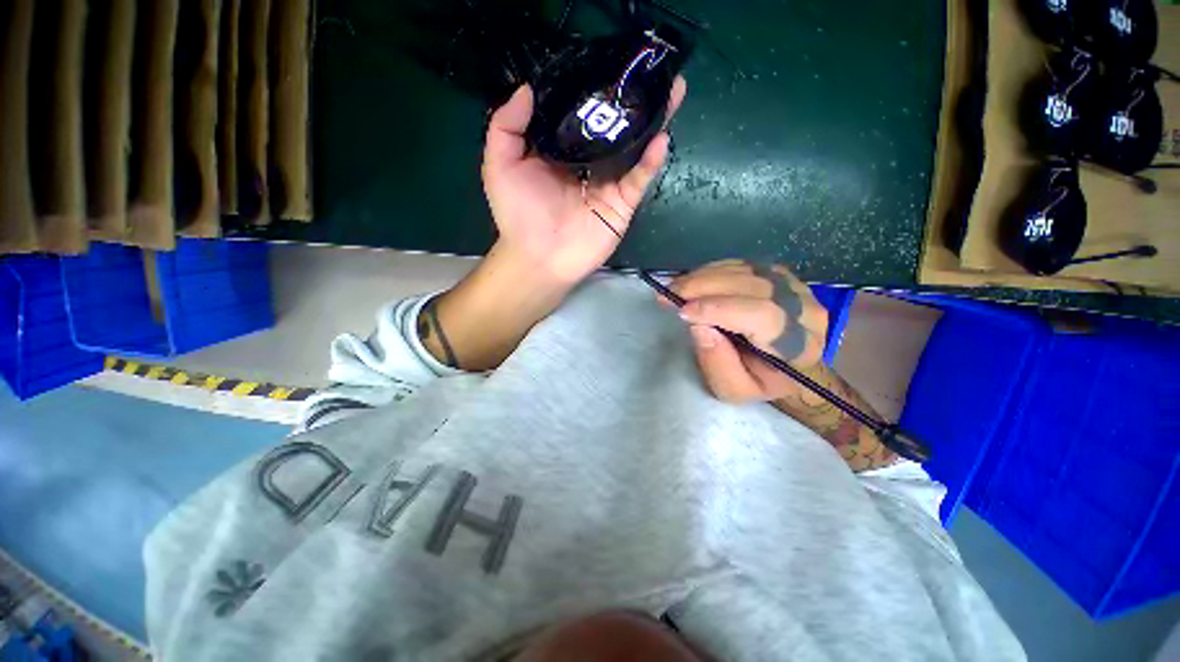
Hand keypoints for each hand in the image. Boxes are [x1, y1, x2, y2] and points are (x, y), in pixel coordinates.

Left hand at [482, 77, 686, 286]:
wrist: (538, 258)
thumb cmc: (518, 214)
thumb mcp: (500, 164)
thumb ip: (506, 125)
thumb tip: (527, 87)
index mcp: (561, 152)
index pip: (582, 115)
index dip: (595, 90)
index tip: (610, 63)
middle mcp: (588, 164)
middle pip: (614, 128)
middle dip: (632, 102)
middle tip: (651, 71)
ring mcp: (607, 185)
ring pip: (633, 149)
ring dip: (653, 122)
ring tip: (672, 90)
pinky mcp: (621, 205)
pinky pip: (638, 180)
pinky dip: (650, 162)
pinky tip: (660, 138)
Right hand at [668, 260, 829, 403]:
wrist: (787, 365)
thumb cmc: (760, 381)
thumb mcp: (735, 390)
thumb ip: (718, 364)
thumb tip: (698, 327)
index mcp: (798, 345)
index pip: (762, 315)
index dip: (720, 309)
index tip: (683, 312)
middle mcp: (804, 310)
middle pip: (752, 285)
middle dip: (705, 286)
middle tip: (669, 293)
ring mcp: (794, 286)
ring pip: (745, 270)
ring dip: (704, 275)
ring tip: (675, 286)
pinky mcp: (780, 275)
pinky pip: (743, 265)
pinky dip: (713, 269)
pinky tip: (692, 280)